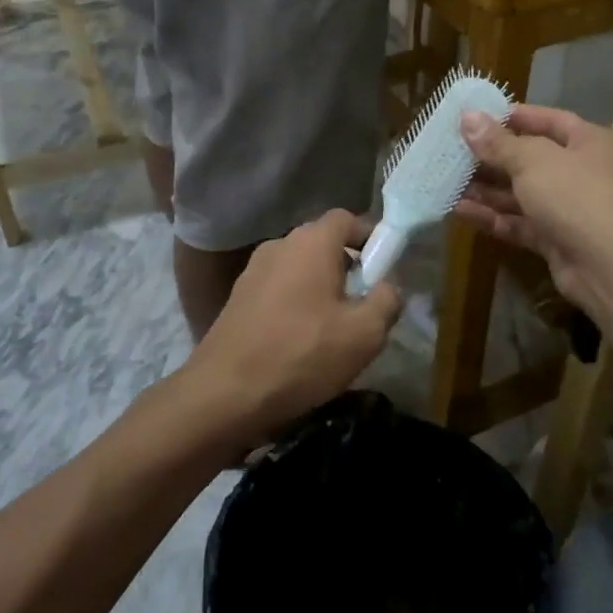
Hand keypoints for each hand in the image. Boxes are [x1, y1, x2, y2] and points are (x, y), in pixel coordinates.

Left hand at [193, 210, 403, 440]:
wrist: (224, 393)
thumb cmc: (302, 354)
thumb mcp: (364, 334)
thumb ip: (387, 301)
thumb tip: (387, 287)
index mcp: (311, 243)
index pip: (347, 219)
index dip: (369, 238)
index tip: (383, 270)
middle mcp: (280, 245)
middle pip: (323, 244)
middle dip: (347, 268)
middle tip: (362, 305)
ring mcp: (253, 271)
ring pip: (300, 269)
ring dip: (320, 289)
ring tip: (332, 330)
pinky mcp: (237, 298)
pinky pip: (278, 289)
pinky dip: (295, 305)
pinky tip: (300, 342)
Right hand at [455, 105, 612, 316]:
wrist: (612, 267)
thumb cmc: (576, 196)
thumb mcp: (532, 161)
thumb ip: (498, 142)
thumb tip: (468, 118)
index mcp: (586, 142)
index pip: (546, 119)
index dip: (511, 116)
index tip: (475, 117)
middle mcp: (579, 172)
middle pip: (528, 158)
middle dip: (490, 156)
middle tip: (450, 151)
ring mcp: (567, 208)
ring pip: (520, 193)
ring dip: (485, 188)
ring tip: (446, 181)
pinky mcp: (555, 240)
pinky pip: (518, 222)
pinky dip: (491, 217)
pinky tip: (458, 210)